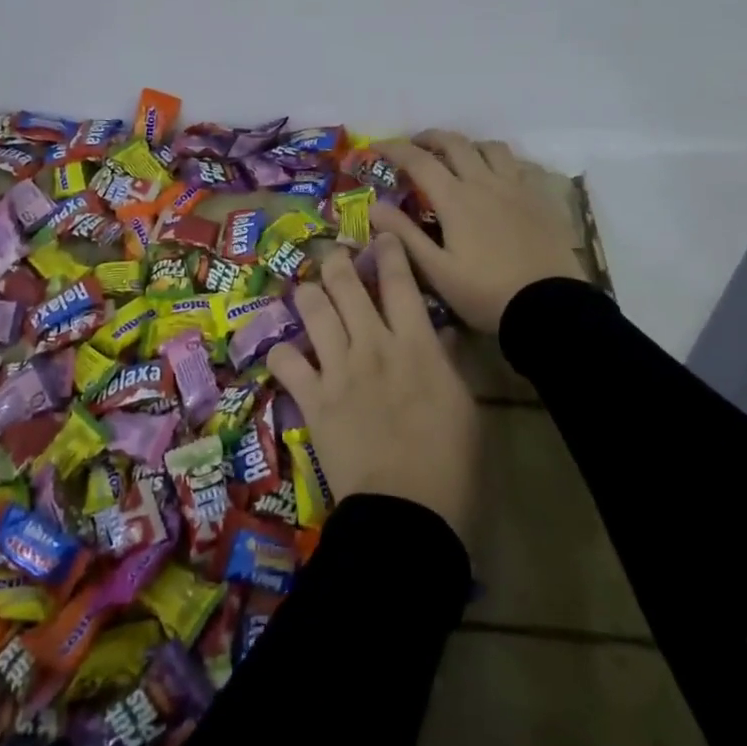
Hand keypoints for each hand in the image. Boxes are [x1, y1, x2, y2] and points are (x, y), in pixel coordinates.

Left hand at [266, 235, 478, 541]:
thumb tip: (442, 332)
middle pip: (346, 285)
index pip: (400, 282)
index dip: (389, 250)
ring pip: (313, 310)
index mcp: (416, 344)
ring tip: (306, 289)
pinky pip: (286, 362)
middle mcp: (373, 344)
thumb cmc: (451, 463)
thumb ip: (448, 362)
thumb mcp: (464, 407)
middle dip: (336, 262)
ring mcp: (338, 368)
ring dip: (308, 294)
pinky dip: (282, 353)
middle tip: (333, 255)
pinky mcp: (313, 398)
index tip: (380, 234)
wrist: (408, 511)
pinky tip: (284, 351)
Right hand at [370, 130, 587, 333]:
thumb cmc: (486, 293)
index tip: (377, 146)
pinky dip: (505, 163)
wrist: (550, 307)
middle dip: (430, 138)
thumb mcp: (437, 271)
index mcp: (456, 199)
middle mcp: (486, 182)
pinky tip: (502, 178)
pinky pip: (522, 166)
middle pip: (455, 143)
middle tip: (416, 146)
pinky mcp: (543, 198)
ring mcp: (518, 187)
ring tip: (460, 158)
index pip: (419, 161)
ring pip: (492, 148)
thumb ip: (404, 235)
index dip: (394, 148)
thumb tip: (374, 207)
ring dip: (470, 146)